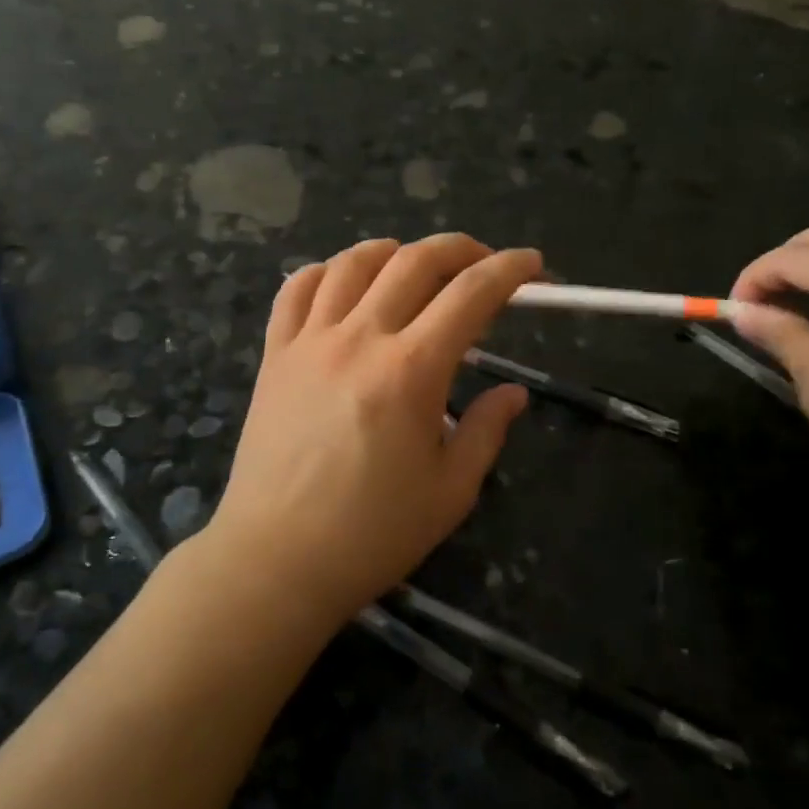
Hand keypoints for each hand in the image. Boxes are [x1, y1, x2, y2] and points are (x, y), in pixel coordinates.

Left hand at [201, 235, 539, 626]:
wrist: (277, 559)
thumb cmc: (371, 534)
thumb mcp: (450, 491)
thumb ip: (486, 430)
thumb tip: (513, 393)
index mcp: (411, 370)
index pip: (471, 294)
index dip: (510, 270)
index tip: (533, 265)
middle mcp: (360, 338)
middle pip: (415, 261)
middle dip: (461, 249)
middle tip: (484, 263)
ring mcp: (310, 341)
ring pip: (353, 262)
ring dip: (395, 251)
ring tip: (415, 267)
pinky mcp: (274, 355)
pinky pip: (295, 289)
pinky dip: (326, 271)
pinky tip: (343, 284)